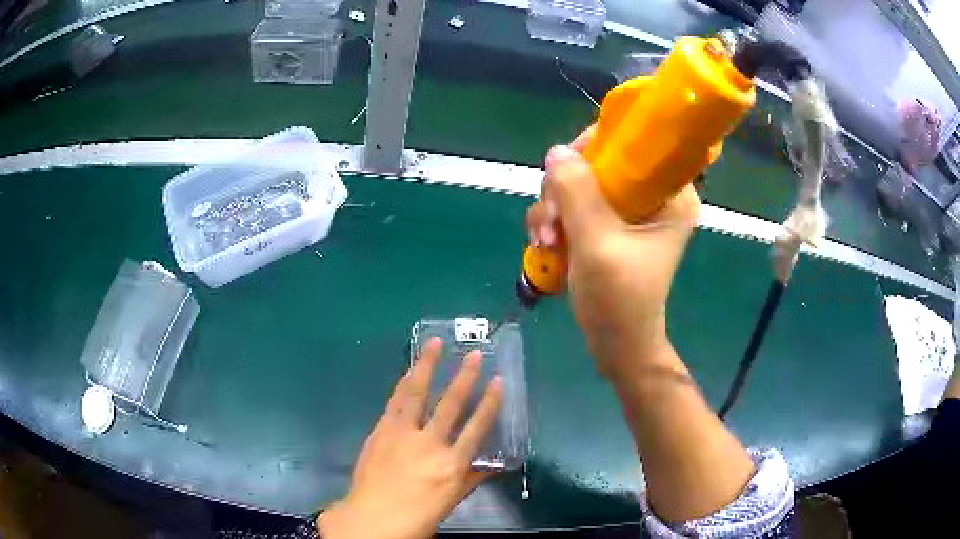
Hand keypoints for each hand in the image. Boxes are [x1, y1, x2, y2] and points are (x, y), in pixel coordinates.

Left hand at [317, 338, 502, 538]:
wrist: (372, 518)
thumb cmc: (416, 516)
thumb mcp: (450, 501)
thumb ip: (470, 479)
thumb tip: (491, 466)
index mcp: (451, 465)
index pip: (477, 428)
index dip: (490, 403)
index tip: (499, 381)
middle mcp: (429, 444)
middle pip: (451, 405)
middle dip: (464, 377)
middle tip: (475, 354)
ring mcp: (402, 434)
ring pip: (418, 394)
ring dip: (427, 367)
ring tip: (436, 343)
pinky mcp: (382, 430)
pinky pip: (395, 402)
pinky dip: (403, 384)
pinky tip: (409, 370)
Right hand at [527, 126, 699, 376]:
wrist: (615, 345)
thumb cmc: (619, 300)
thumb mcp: (597, 244)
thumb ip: (578, 194)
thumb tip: (556, 151)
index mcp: (670, 195)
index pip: (633, 145)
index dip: (593, 149)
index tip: (564, 171)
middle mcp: (651, 196)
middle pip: (597, 164)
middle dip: (565, 190)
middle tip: (552, 223)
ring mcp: (627, 212)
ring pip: (579, 185)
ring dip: (553, 209)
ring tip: (546, 243)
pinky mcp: (608, 226)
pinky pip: (573, 206)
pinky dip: (555, 222)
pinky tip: (545, 246)